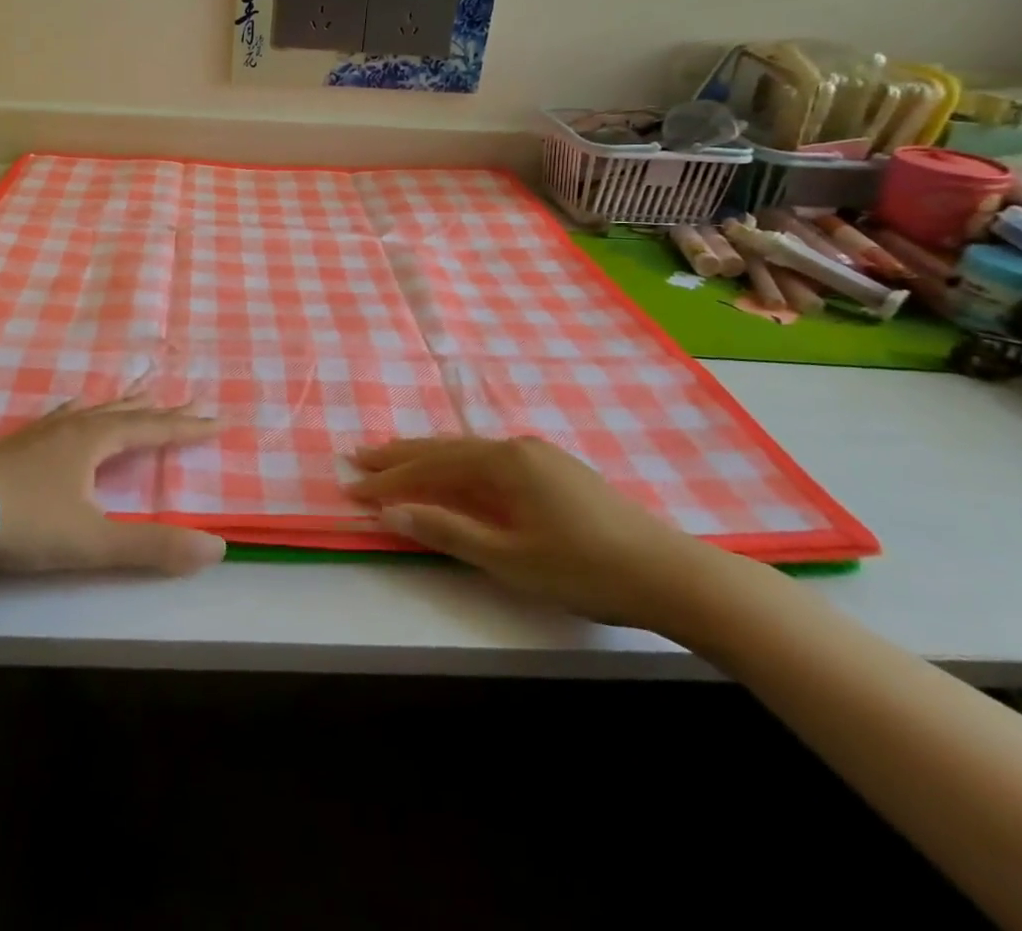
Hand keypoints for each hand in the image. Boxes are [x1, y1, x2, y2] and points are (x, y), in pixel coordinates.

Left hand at [0, 395, 226, 575]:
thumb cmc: (25, 520)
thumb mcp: (93, 540)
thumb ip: (152, 546)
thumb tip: (216, 549)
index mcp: (96, 441)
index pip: (154, 430)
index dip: (188, 428)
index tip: (219, 420)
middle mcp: (75, 426)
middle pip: (128, 412)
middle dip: (163, 411)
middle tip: (192, 400)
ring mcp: (45, 431)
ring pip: (96, 410)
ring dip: (126, 405)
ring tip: (143, 395)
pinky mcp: (22, 442)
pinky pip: (66, 415)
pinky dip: (85, 410)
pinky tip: (76, 410)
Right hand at [347, 436, 731, 631]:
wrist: (670, 574)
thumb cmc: (584, 569)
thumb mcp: (509, 558)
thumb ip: (448, 530)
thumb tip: (392, 511)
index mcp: (502, 461)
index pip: (430, 467)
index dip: (389, 479)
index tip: (351, 487)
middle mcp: (516, 447)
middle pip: (445, 448)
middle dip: (399, 455)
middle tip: (358, 457)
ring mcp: (539, 456)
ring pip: (468, 452)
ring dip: (428, 458)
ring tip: (393, 460)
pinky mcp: (555, 471)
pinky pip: (490, 461)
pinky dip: (459, 467)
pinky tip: (454, 473)